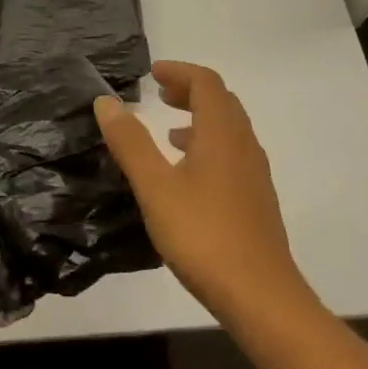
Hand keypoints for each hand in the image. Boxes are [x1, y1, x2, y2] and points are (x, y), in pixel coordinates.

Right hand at [95, 61, 312, 330]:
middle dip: (190, 91)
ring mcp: (254, 174)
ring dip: (200, 119)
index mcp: (221, 133)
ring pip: (229, 129)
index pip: (206, 83)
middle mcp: (244, 145)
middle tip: (160, 95)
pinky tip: (189, 175)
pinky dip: (209, 146)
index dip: (179, 72)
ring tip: (169, 132)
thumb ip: (130, 142)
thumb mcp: (155, 187)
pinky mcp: (257, 200)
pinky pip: (233, 154)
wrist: (261, 296)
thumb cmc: (203, 234)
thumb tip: (106, 101)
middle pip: (221, 101)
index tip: (152, 74)